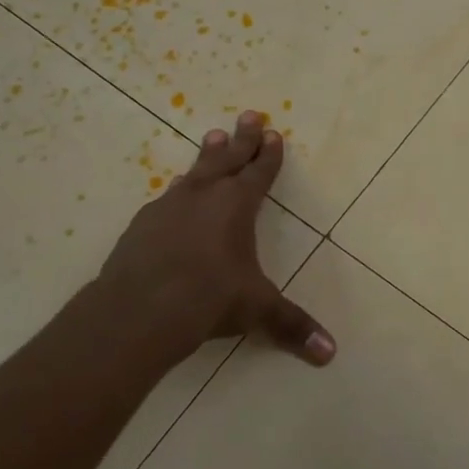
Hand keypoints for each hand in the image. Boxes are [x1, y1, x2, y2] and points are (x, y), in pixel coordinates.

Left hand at [95, 111, 335, 366]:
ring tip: (212, 137)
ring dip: (207, 155)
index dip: (269, 155)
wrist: (138, 310)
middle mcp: (203, 197)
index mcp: (236, 206)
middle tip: (248, 114)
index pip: (259, 173)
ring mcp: (168, 207)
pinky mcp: (142, 225)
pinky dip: (179, 190)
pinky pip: (167, 197)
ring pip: (194, 172)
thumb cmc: (208, 299)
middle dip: (242, 138)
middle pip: (226, 159)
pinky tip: (175, 192)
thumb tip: (330, 353)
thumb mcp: (257, 310)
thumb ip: (292, 326)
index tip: (273, 133)